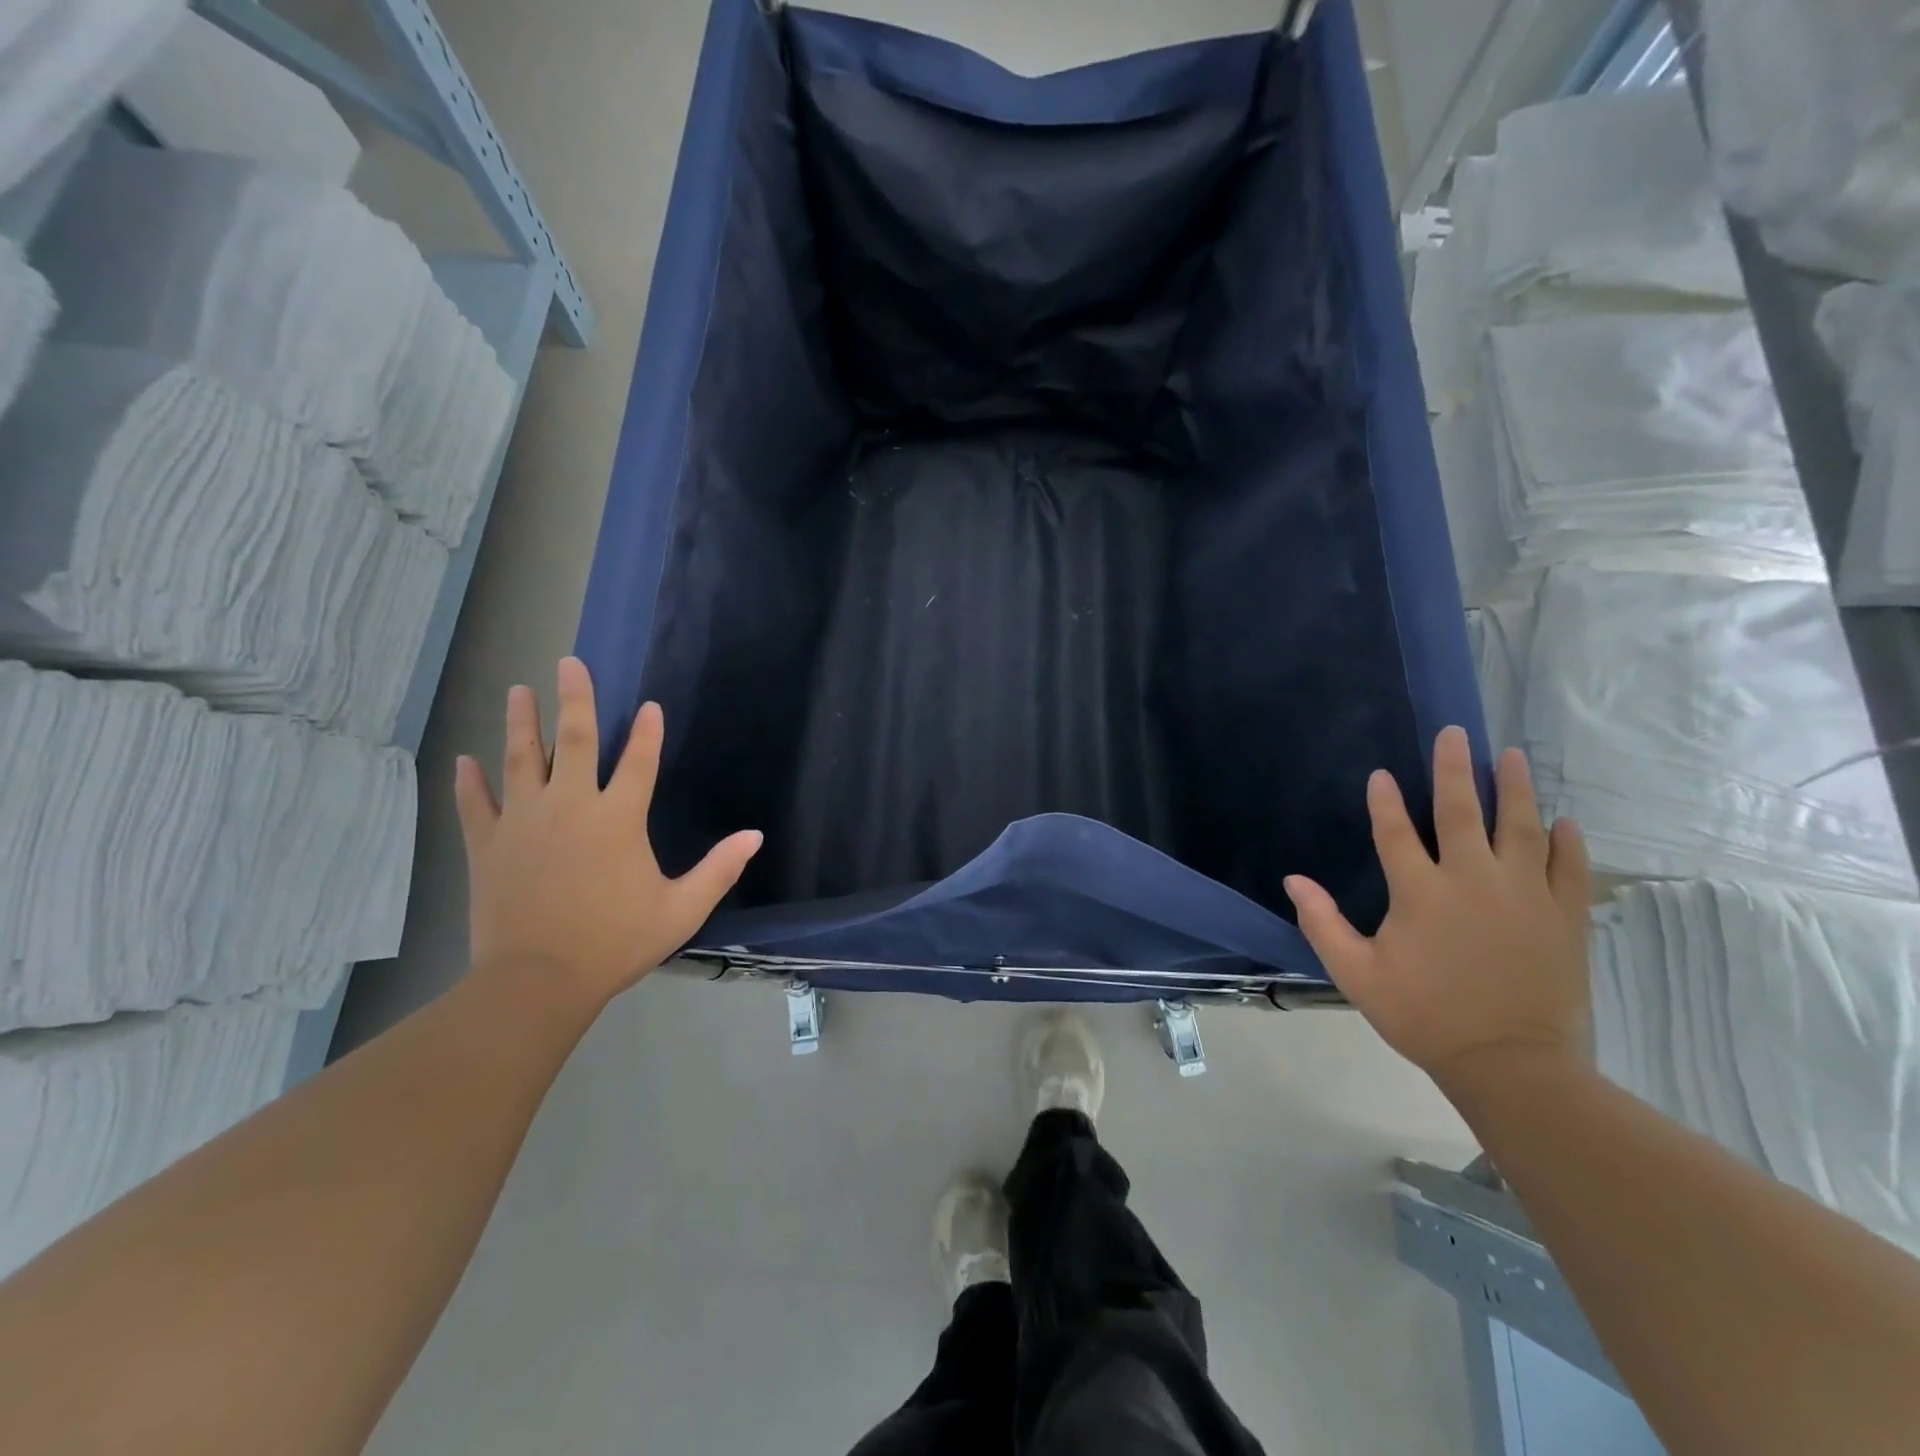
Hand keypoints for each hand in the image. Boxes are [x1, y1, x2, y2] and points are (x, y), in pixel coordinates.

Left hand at [455, 658, 761, 1005]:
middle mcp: (570, 807)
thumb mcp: (681, 909)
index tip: (650, 705)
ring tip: (518, 690)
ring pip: (521, 760)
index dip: (647, 732)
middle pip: (573, 741)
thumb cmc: (616, 942)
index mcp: (618, 819)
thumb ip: (719, 869)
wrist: (538, 981)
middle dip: (574, 699)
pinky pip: (476, 804)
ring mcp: (524, 822)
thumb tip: (755, 836)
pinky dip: (471, 781)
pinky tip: (465, 758)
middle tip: (569, 662)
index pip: (639, 762)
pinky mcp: (488, 845)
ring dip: (521, 723)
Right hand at [1284, 727, 1590, 1093]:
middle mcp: (1472, 879)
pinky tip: (1562, 821)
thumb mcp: (1356, 974)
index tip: (1381, 774)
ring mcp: (1524, 894)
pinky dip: (1566, 840)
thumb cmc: (1425, 1016)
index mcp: (1420, 892)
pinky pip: (1568, 865)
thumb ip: (1323, 923)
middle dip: (1454, 769)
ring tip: (1511, 756)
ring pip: (1520, 826)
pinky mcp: (1564, 915)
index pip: (1395, 832)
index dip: (1384, 801)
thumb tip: (1293, 880)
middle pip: (1460, 811)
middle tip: (1455, 733)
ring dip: (1514, 788)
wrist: (1512, 1064)